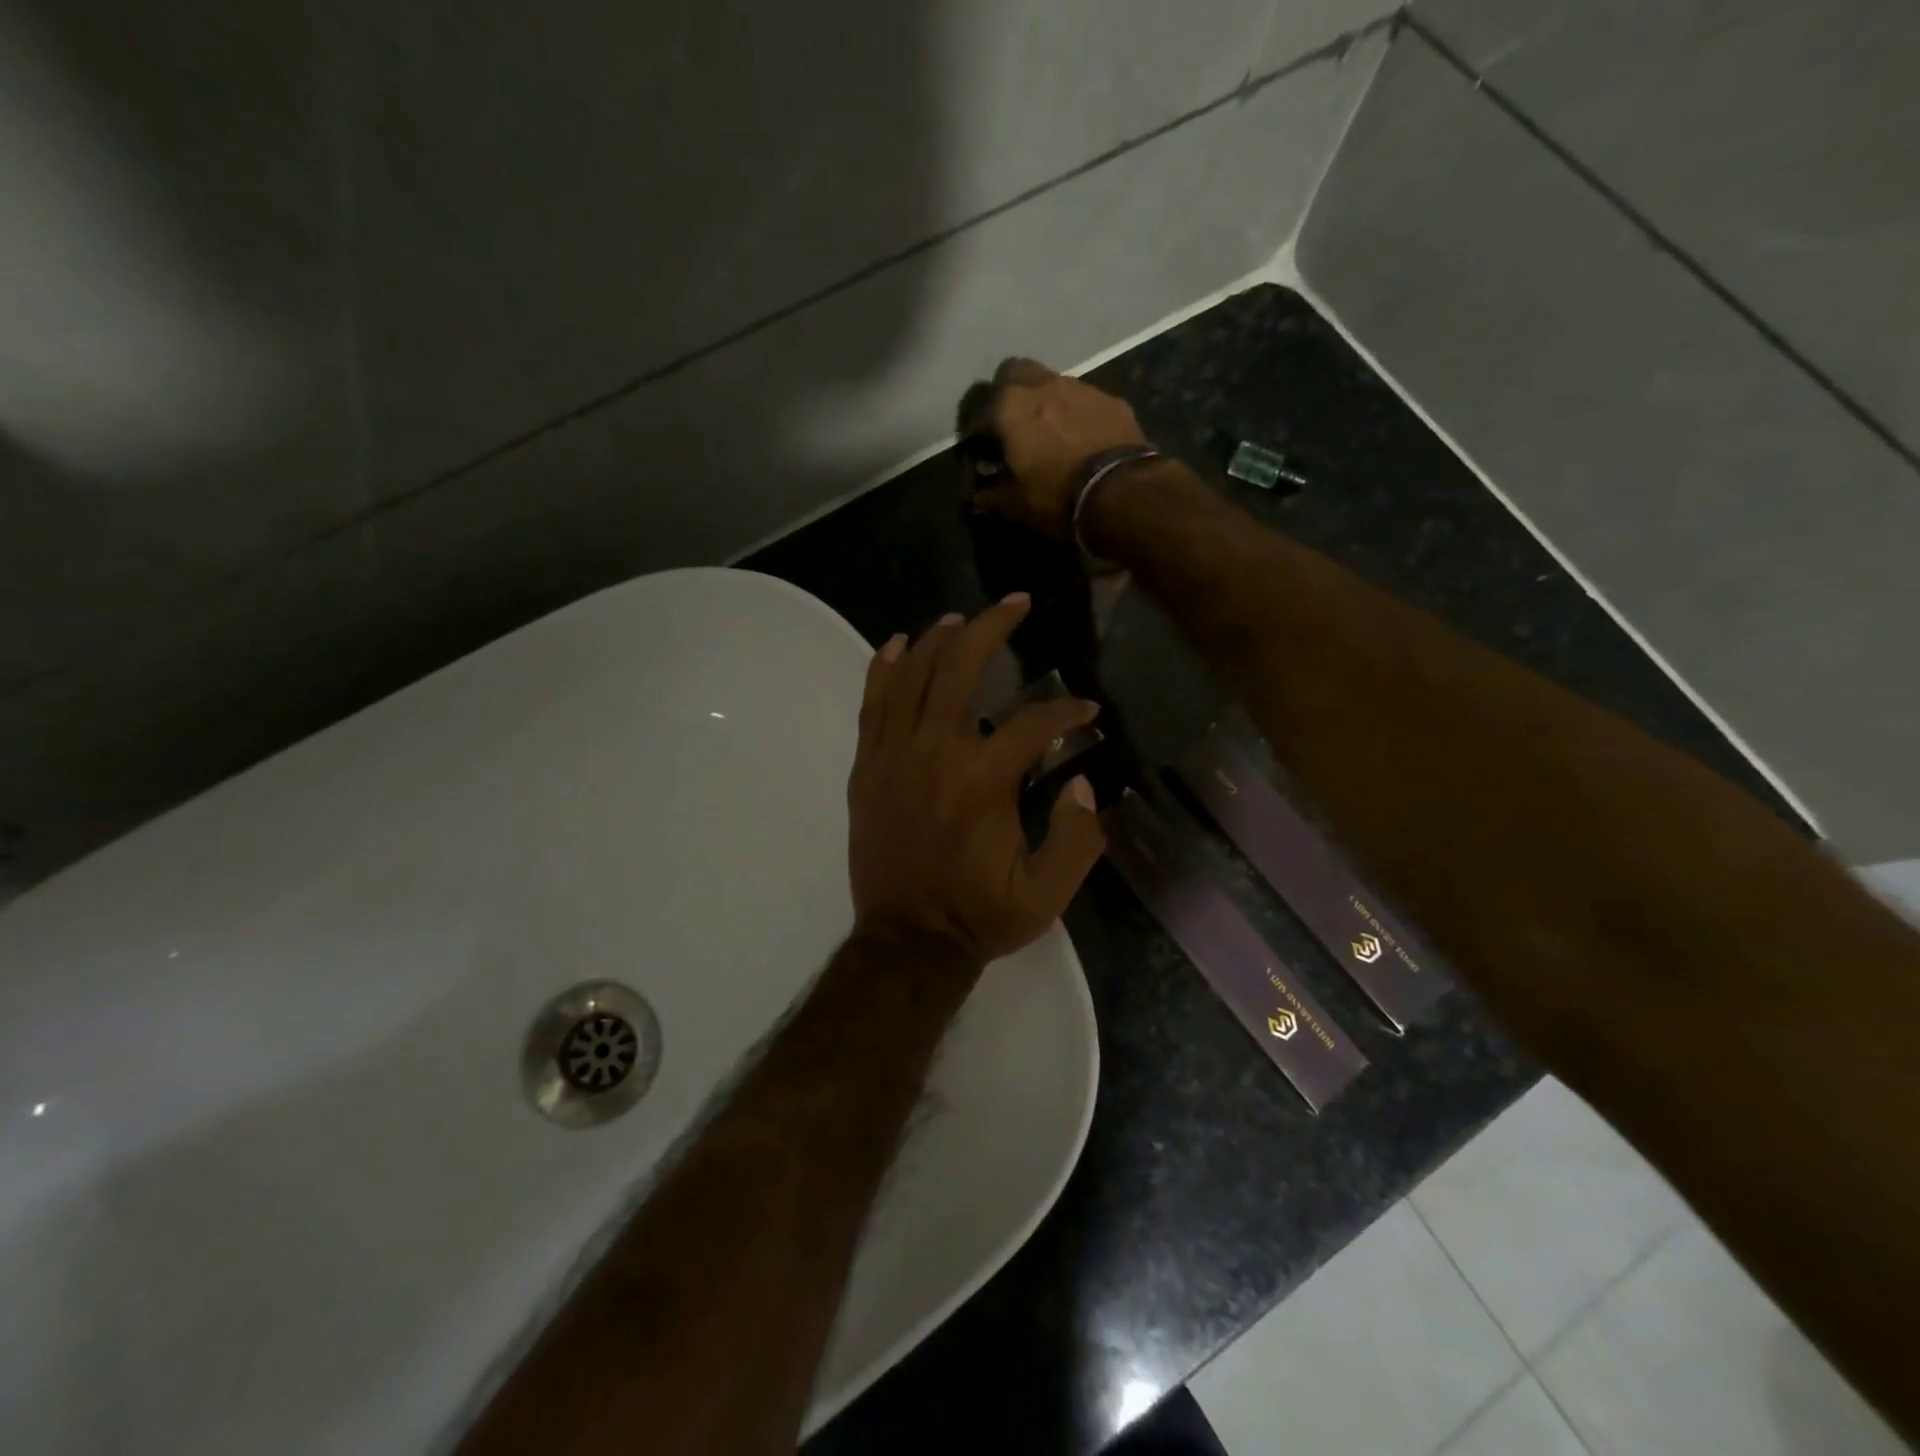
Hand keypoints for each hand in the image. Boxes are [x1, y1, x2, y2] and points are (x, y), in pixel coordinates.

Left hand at [848, 594, 1106, 965]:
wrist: (908, 942)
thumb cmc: (979, 916)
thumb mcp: (1048, 893)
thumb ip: (1079, 837)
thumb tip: (1085, 782)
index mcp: (983, 781)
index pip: (1034, 723)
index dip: (1066, 711)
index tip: (1084, 710)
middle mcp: (935, 753)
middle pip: (961, 668)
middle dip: (994, 627)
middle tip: (1016, 604)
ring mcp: (893, 756)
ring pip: (913, 675)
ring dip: (939, 639)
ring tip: (962, 619)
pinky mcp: (866, 768)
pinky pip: (872, 704)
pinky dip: (885, 668)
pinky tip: (899, 644)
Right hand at [972, 357, 1151, 539]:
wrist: (1124, 493)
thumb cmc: (1058, 499)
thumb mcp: (1017, 507)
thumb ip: (992, 497)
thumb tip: (978, 497)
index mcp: (1010, 408)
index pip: (976, 405)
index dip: (972, 429)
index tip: (976, 450)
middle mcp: (1042, 385)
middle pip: (1013, 372)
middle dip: (1006, 393)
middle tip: (1008, 425)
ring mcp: (1080, 387)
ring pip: (1050, 381)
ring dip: (1042, 401)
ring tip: (1047, 433)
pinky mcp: (1111, 400)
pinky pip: (1083, 399)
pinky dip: (1074, 413)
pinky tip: (1079, 439)